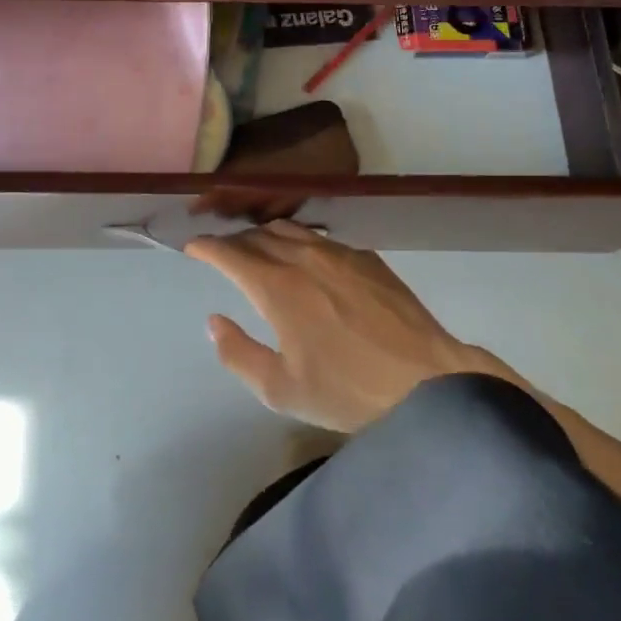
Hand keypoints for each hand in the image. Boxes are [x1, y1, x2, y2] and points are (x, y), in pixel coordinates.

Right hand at [186, 220, 521, 432]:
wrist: (428, 380)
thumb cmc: (348, 390)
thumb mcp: (281, 389)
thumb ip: (238, 354)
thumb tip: (214, 321)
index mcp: (276, 287)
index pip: (230, 252)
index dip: (207, 246)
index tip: (192, 246)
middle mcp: (303, 257)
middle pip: (258, 235)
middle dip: (234, 241)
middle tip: (223, 253)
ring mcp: (339, 253)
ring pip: (291, 230)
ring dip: (266, 236)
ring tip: (259, 249)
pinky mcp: (368, 258)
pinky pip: (322, 239)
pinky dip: (301, 242)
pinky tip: (308, 260)